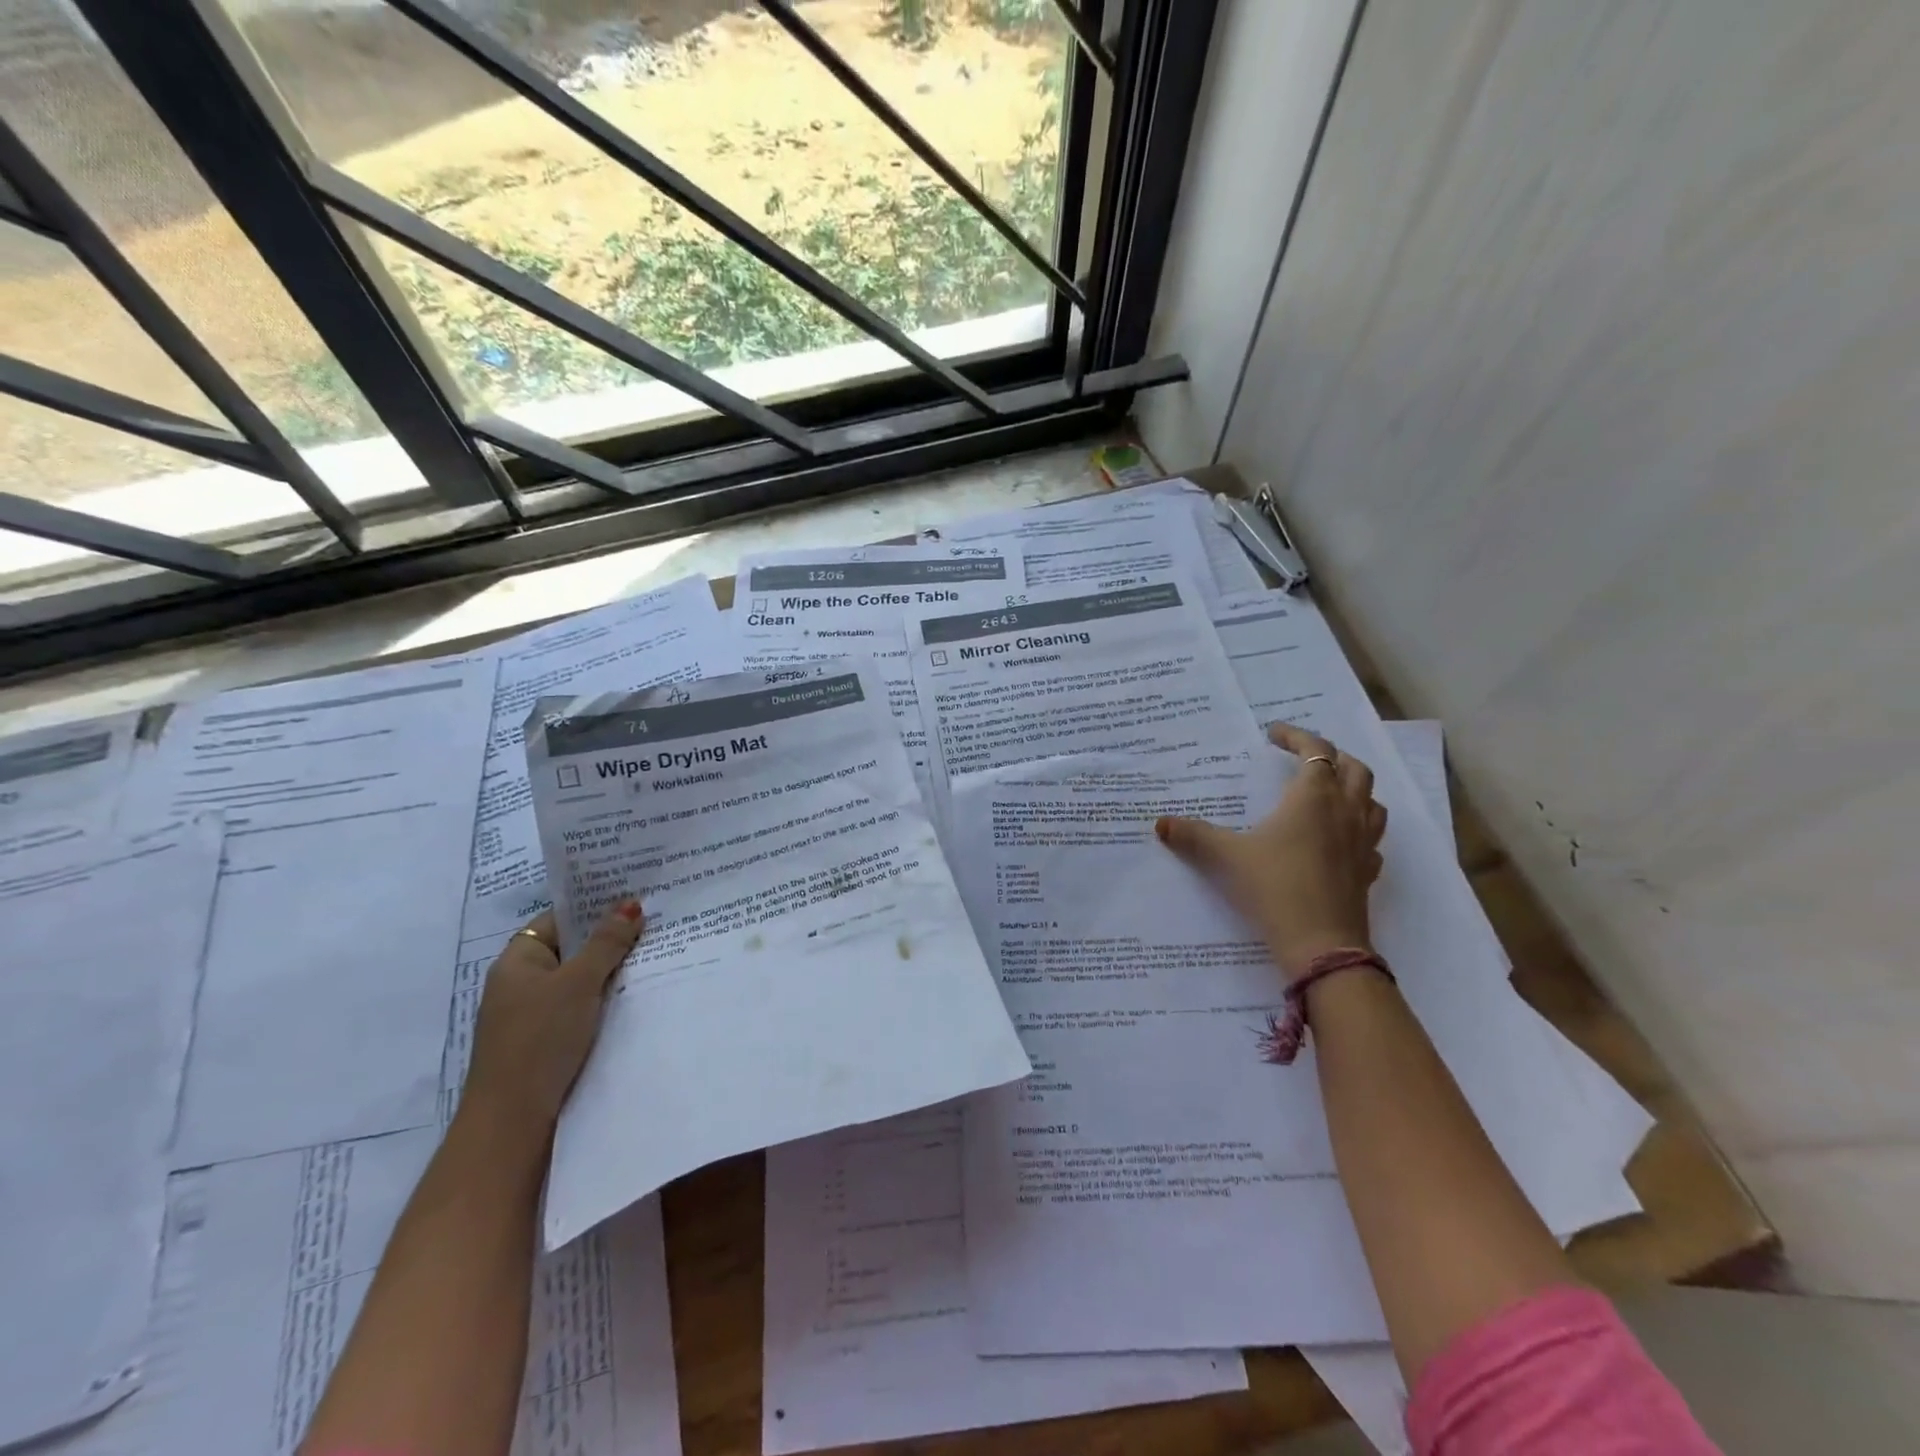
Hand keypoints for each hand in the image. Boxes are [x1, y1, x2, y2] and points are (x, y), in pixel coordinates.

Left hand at [458, 900, 643, 1145]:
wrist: (513, 1123)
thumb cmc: (540, 1039)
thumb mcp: (578, 983)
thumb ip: (606, 943)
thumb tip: (629, 904)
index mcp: (518, 961)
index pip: (559, 919)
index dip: (594, 905)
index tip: (637, 894)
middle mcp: (523, 983)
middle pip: (573, 948)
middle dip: (612, 937)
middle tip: (659, 919)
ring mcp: (536, 1014)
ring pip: (582, 980)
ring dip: (613, 970)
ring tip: (660, 951)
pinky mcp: (552, 1042)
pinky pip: (585, 1007)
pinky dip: (609, 999)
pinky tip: (642, 994)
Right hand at [1155, 723, 1386, 980]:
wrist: (1321, 944)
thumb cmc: (1275, 887)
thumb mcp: (1227, 857)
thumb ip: (1194, 836)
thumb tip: (1161, 823)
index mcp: (1314, 797)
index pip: (1316, 750)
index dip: (1296, 736)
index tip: (1273, 734)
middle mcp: (1345, 812)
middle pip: (1354, 768)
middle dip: (1331, 756)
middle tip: (1303, 759)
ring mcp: (1362, 842)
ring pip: (1370, 801)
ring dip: (1353, 788)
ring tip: (1327, 793)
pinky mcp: (1368, 871)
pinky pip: (1371, 838)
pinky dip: (1358, 828)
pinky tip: (1339, 841)